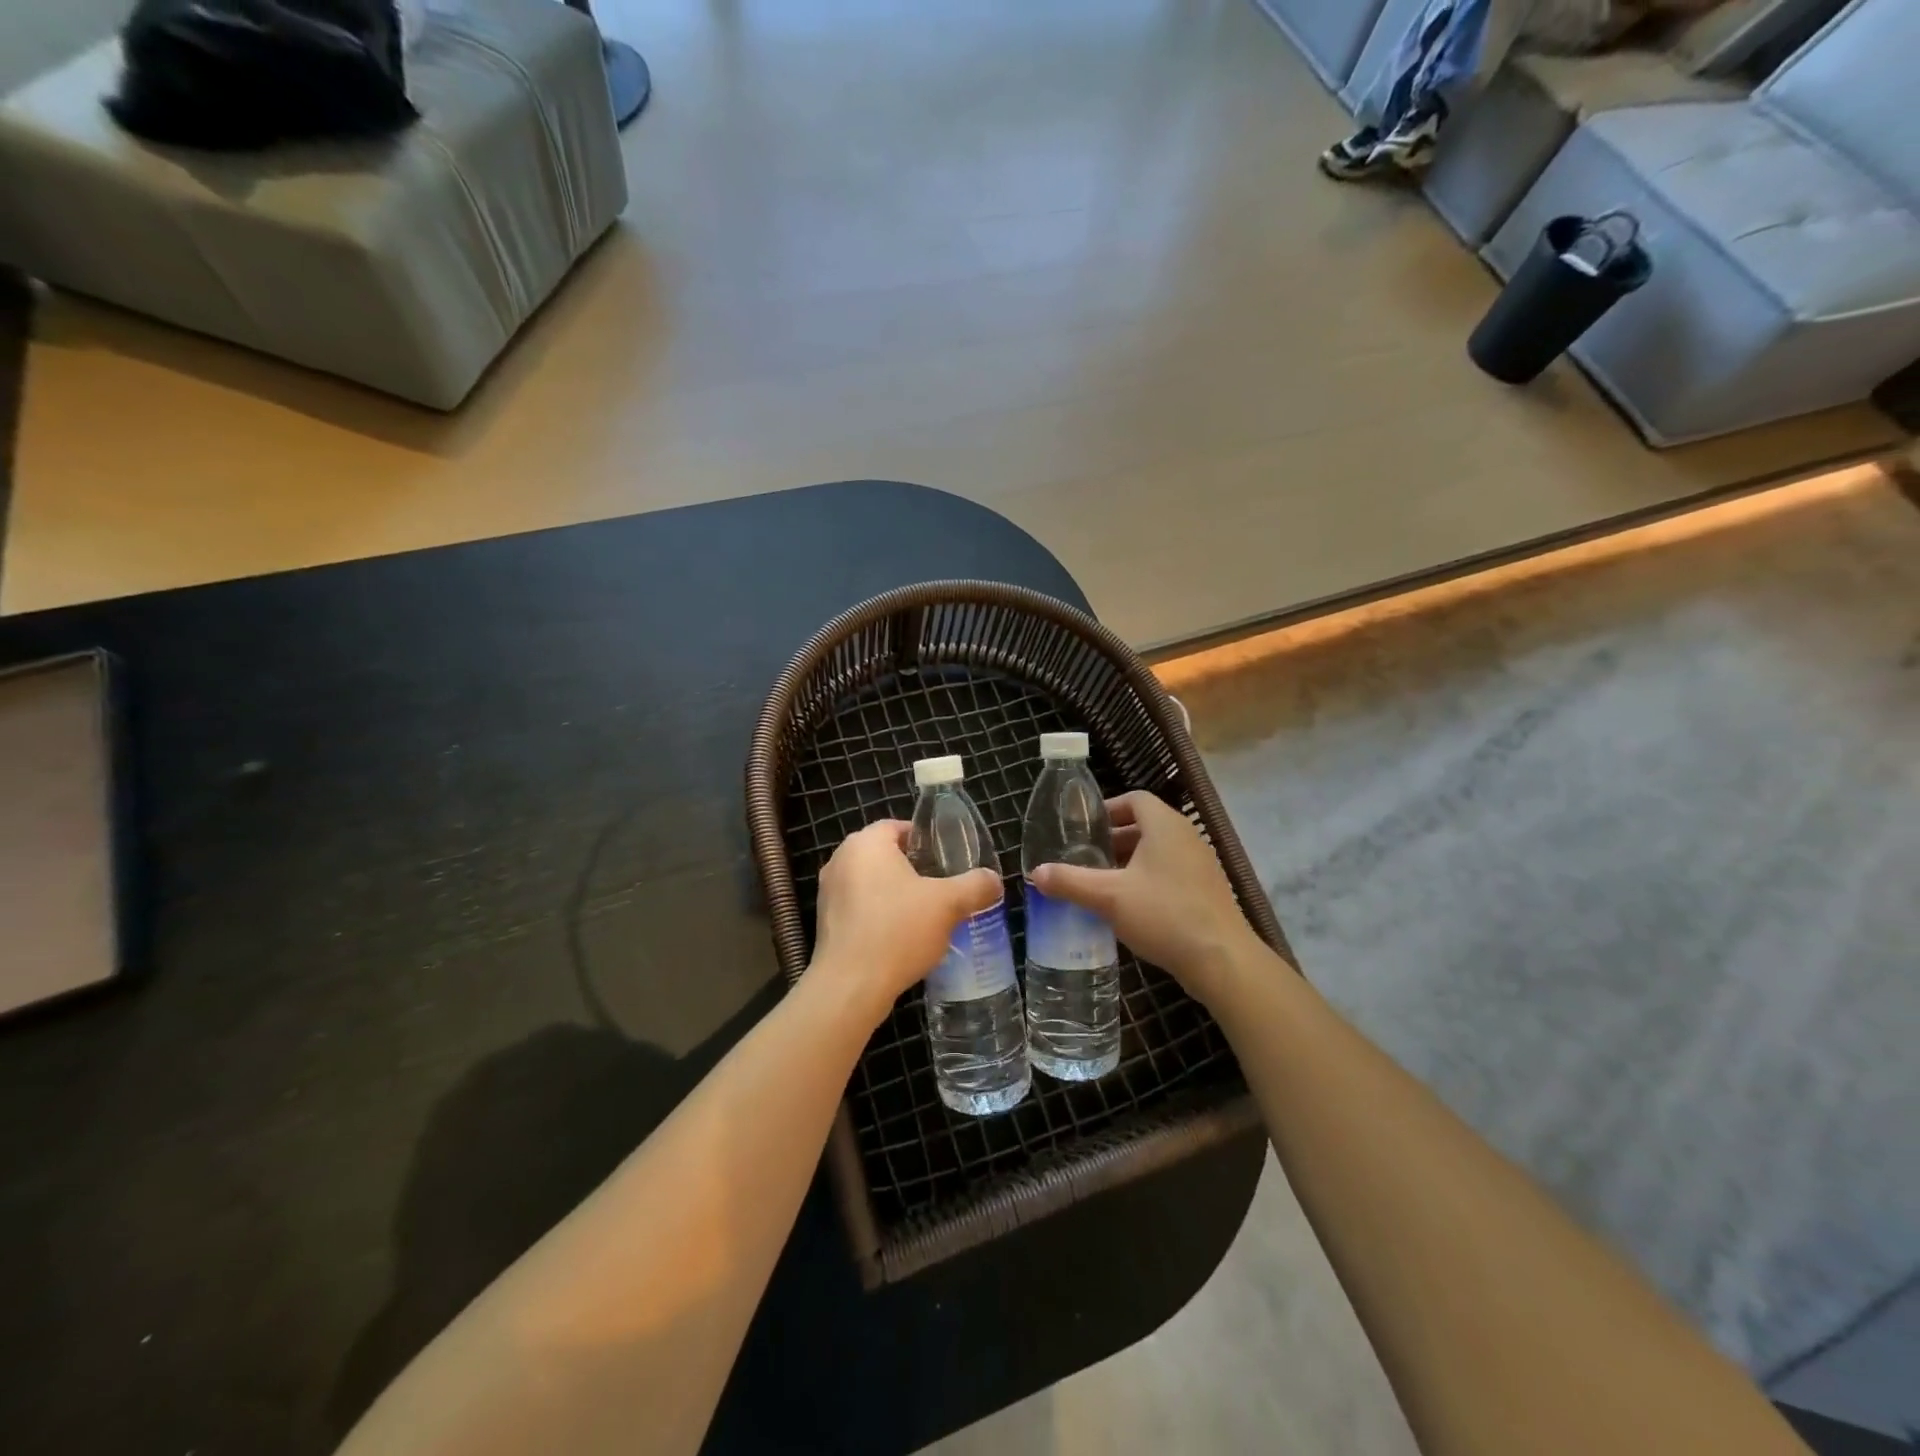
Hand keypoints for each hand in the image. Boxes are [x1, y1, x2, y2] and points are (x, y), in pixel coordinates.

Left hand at [810, 821, 1001, 1024]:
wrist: (850, 986)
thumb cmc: (898, 930)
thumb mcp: (948, 904)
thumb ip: (975, 886)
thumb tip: (993, 879)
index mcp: (866, 843)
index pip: (898, 827)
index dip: (925, 840)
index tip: (947, 859)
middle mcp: (841, 859)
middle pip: (884, 855)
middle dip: (912, 869)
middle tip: (941, 887)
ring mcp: (828, 891)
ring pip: (870, 883)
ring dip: (895, 894)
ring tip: (925, 914)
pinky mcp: (825, 921)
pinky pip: (859, 908)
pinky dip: (878, 915)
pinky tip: (900, 937)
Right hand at [1030, 791, 1266, 1002]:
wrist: (1222, 959)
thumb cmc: (1164, 914)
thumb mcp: (1108, 897)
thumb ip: (1070, 881)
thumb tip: (1035, 873)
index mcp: (1165, 825)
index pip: (1135, 800)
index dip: (1108, 809)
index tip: (1084, 828)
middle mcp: (1186, 837)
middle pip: (1145, 825)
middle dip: (1114, 840)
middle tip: (1086, 857)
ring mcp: (1201, 864)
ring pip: (1158, 851)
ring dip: (1130, 862)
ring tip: (1102, 883)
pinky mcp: (1207, 891)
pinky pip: (1171, 872)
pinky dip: (1148, 880)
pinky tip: (1130, 907)